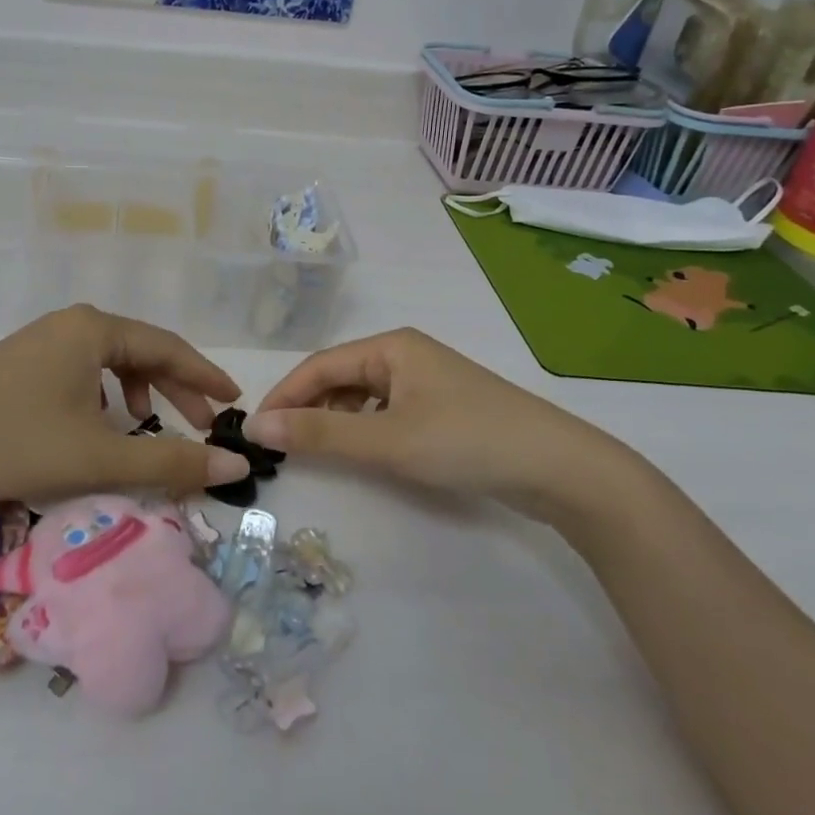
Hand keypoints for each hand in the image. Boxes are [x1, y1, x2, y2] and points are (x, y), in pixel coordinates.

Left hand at [0, 305, 250, 510]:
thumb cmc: (15, 443)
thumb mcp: (100, 457)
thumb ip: (172, 462)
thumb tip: (237, 468)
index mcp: (94, 329)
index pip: (168, 346)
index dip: (205, 376)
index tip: (234, 402)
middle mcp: (69, 323)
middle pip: (140, 351)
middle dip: (175, 388)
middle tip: (202, 424)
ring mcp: (39, 340)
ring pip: (108, 361)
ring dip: (138, 391)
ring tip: (146, 424)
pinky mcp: (17, 363)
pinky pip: (79, 370)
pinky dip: (103, 395)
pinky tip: (95, 423)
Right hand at [246, 327, 641, 513]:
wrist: (559, 468)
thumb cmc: (467, 441)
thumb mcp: (387, 439)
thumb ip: (320, 434)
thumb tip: (257, 428)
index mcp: (391, 346)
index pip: (319, 366)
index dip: (284, 396)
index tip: (255, 430)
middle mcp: (405, 355)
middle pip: (339, 377)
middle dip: (306, 407)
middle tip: (278, 446)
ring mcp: (426, 382)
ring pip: (362, 396)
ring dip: (334, 420)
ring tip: (313, 450)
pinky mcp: (442, 410)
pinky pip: (386, 412)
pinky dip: (364, 429)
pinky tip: (361, 451)